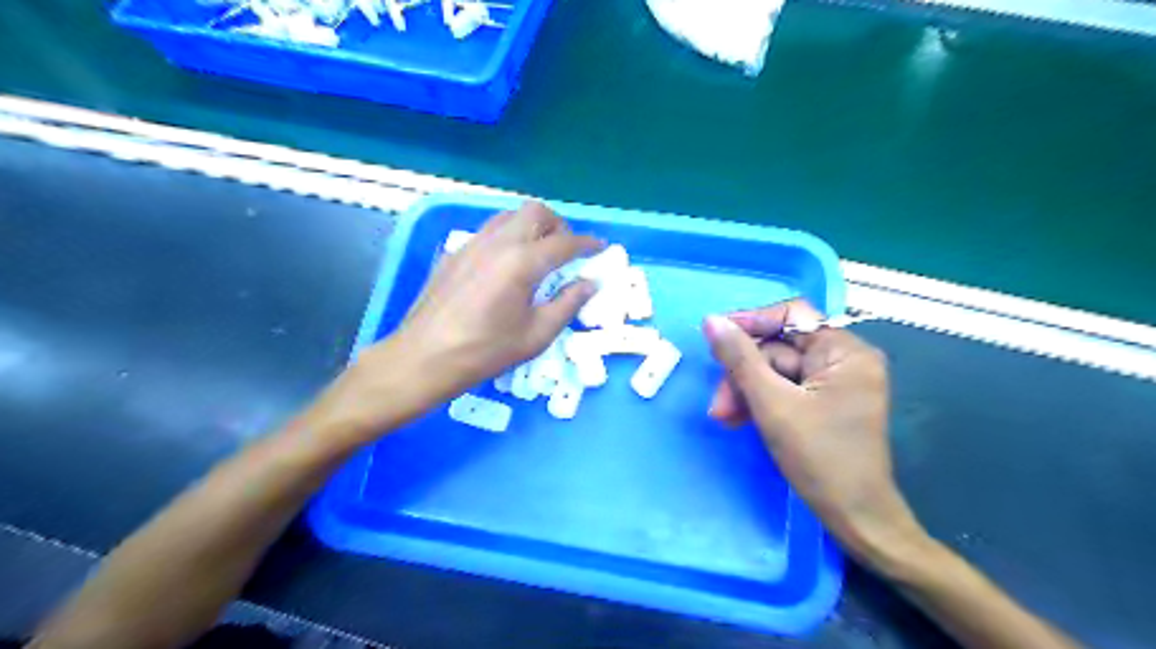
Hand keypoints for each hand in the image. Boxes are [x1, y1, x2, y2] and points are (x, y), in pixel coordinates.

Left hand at [377, 200, 605, 399]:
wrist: (424, 357)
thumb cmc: (485, 351)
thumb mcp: (536, 335)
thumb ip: (567, 303)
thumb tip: (589, 283)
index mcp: (522, 262)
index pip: (564, 242)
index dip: (587, 244)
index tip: (600, 248)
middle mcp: (498, 242)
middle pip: (536, 212)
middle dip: (558, 225)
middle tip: (566, 251)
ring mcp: (472, 244)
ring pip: (509, 216)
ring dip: (531, 226)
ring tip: (538, 254)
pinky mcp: (455, 253)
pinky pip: (489, 231)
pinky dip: (508, 237)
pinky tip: (506, 266)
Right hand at [700, 302, 926, 564]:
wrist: (855, 518)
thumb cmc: (820, 458)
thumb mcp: (772, 404)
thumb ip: (740, 359)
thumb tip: (711, 321)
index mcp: (845, 351)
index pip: (792, 315)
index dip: (751, 323)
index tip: (716, 338)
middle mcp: (844, 360)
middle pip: (779, 348)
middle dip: (744, 373)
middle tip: (718, 403)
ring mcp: (834, 383)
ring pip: (776, 371)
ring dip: (746, 391)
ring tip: (723, 418)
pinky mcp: (824, 403)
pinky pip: (784, 389)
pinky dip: (760, 402)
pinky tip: (739, 419)